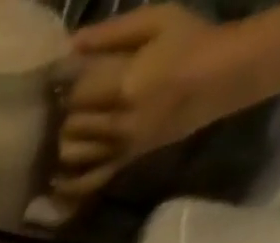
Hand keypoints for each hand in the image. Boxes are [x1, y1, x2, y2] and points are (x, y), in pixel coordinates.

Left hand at [54, 3, 237, 202]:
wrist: (222, 77)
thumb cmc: (190, 41)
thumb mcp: (156, 20)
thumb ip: (111, 33)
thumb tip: (70, 43)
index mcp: (125, 86)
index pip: (76, 94)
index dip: (68, 83)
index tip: (69, 74)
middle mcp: (118, 124)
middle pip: (70, 125)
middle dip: (68, 111)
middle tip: (75, 99)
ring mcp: (120, 148)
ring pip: (71, 154)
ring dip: (67, 139)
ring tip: (73, 125)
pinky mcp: (123, 164)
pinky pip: (86, 183)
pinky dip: (67, 184)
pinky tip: (57, 178)